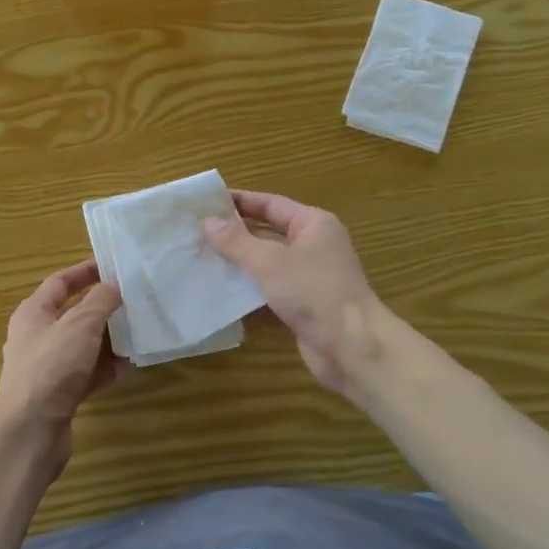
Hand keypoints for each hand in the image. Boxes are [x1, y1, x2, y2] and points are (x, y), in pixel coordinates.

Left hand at [0, 260, 125, 477]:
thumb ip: (100, 301)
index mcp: (33, 313)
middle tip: (134, 301)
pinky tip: (129, 367)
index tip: (113, 267)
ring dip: (109, 340)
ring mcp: (47, 367)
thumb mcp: (80, 325)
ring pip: (83, 345)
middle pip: (73, 314)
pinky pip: (87, 373)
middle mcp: (37, 336)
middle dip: (103, 308)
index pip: (60, 282)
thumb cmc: (52, 367)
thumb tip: (114, 286)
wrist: (30, 430)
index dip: (85, 272)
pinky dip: (106, 369)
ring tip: (139, 332)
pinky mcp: (59, 393)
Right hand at [203, 191, 387, 393]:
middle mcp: (313, 247)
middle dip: (233, 235)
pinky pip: (268, 294)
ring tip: (199, 262)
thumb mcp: (269, 261)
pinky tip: (218, 296)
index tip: (206, 201)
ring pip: (266, 266)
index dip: (239, 201)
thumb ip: (236, 241)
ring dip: (237, 266)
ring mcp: (308, 279)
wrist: (351, 347)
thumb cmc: (313, 291)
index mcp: (313, 225)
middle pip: (267, 234)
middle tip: (196, 232)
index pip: (270, 204)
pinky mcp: (302, 307)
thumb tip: (207, 221)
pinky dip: (247, 295)